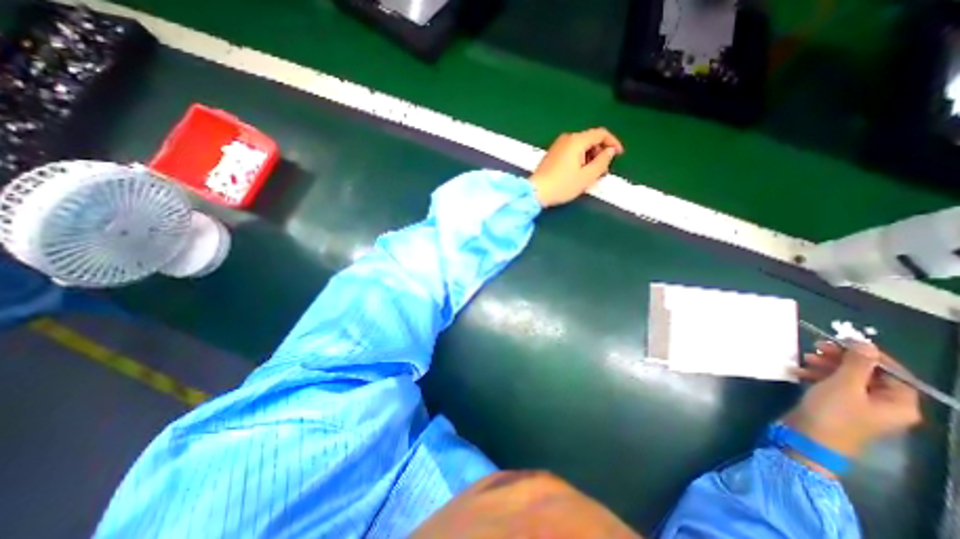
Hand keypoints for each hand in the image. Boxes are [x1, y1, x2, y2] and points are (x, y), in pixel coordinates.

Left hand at [528, 129, 627, 207]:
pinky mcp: (552, 153)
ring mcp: (557, 145)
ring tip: (591, 174)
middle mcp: (567, 138)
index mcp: (577, 140)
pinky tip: (579, 172)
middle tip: (603, 169)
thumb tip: (609, 151)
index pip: (601, 133)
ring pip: (581, 146)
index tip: (619, 155)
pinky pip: (571, 151)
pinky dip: (579, 158)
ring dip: (590, 157)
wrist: (536, 192)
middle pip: (590, 139)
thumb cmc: (562, 185)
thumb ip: (602, 162)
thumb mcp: (587, 177)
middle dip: (600, 152)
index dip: (613, 142)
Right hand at [786, 342, 922, 464]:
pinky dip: (817, 375)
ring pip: (846, 377)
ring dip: (825, 365)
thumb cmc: (833, 412)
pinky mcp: (837, 404)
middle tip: (817, 346)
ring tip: (804, 358)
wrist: (809, 437)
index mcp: (898, 403)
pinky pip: (832, 384)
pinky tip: (799, 371)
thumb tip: (864, 343)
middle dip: (841, 358)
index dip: (869, 355)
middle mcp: (884, 403)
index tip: (842, 341)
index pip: (892, 372)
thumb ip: (857, 364)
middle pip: (867, 373)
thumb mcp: (844, 385)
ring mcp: (859, 404)